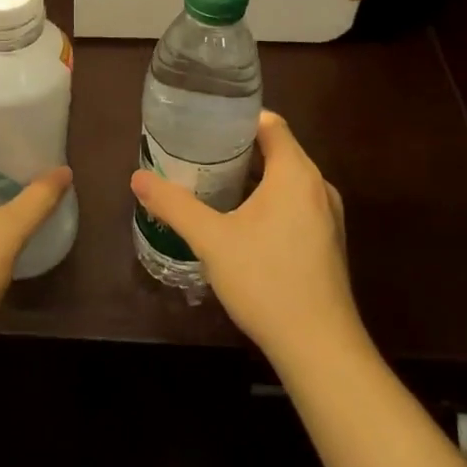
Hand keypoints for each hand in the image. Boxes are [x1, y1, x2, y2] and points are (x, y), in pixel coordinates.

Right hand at [130, 111, 363, 368]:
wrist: (320, 348)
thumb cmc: (266, 281)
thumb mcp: (211, 240)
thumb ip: (174, 205)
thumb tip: (137, 178)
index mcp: (296, 173)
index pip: (270, 123)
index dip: (239, 118)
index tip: (206, 124)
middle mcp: (319, 186)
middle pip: (279, 150)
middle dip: (240, 149)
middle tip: (200, 155)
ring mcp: (329, 216)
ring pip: (288, 180)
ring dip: (255, 178)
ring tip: (215, 186)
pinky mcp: (329, 242)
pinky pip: (298, 204)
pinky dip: (271, 202)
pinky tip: (244, 224)